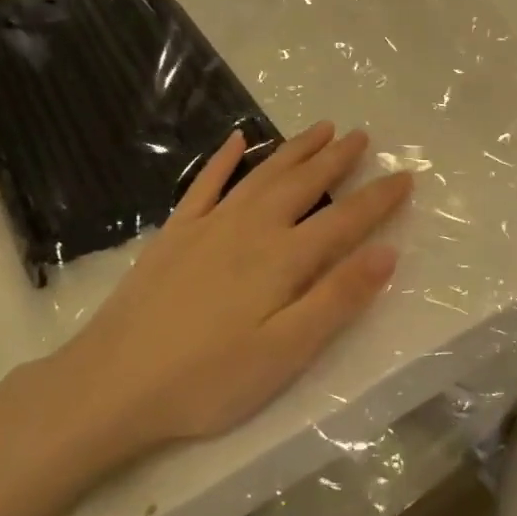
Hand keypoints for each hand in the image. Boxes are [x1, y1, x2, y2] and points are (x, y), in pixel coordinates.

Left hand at [7, 122, 411, 475]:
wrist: (110, 386)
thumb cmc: (208, 379)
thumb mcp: (286, 352)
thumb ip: (338, 298)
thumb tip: (387, 252)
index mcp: (284, 259)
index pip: (345, 220)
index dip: (379, 198)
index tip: (406, 175)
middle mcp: (251, 229)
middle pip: (304, 184)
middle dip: (337, 159)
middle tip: (362, 135)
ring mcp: (209, 227)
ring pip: (262, 175)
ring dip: (294, 149)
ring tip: (321, 128)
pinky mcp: (174, 235)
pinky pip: (205, 185)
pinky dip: (223, 159)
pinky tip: (235, 140)